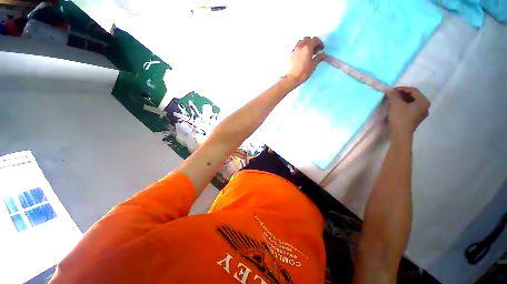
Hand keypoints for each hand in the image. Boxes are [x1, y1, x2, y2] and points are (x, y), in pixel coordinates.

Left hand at [285, 36, 325, 85]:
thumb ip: (318, 58)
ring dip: (305, 44)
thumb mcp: (313, 66)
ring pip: (300, 42)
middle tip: (314, 50)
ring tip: (307, 52)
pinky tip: (301, 55)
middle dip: (312, 42)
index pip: (315, 40)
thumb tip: (323, 55)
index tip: (321, 48)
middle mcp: (300, 46)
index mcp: (307, 48)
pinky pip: (296, 47)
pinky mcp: (290, 54)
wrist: (291, 78)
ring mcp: (294, 50)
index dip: (319, 43)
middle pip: (307, 39)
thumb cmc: (303, 73)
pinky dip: (300, 48)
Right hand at [385, 87, 429, 135]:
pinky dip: (404, 105)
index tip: (391, 90)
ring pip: (412, 102)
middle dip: (402, 94)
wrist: (400, 134)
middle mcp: (425, 106)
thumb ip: (393, 95)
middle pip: (413, 96)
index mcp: (423, 101)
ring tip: (393, 100)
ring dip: (402, 99)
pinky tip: (396, 107)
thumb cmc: (400, 118)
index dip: (402, 89)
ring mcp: (421, 113)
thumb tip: (388, 89)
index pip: (413, 90)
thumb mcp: (395, 104)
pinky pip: (411, 108)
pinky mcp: (416, 118)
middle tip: (392, 95)